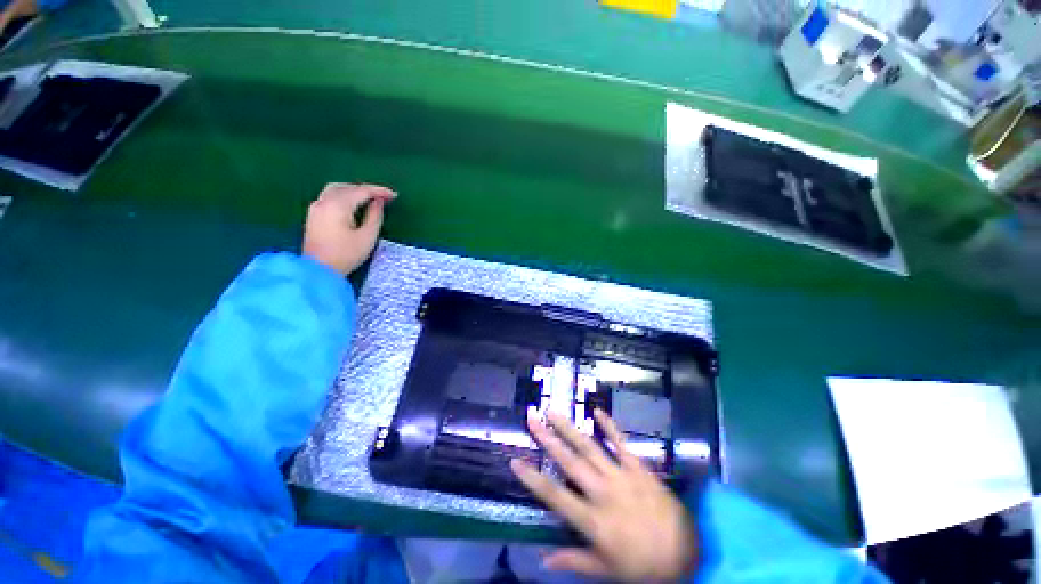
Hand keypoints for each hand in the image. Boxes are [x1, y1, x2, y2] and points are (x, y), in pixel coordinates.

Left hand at [303, 183, 395, 274]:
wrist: (318, 271)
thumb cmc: (346, 255)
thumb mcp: (367, 237)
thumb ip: (374, 216)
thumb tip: (378, 202)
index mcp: (338, 205)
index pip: (361, 191)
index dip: (379, 191)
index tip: (394, 195)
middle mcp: (324, 201)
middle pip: (347, 187)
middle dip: (366, 190)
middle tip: (383, 197)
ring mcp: (316, 207)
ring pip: (336, 189)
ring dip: (354, 191)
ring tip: (369, 199)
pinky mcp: (313, 215)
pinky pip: (329, 197)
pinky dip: (344, 196)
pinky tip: (353, 205)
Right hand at [511, 409, 697, 582]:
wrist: (686, 552)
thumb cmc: (642, 565)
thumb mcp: (606, 570)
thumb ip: (574, 562)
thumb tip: (543, 559)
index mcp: (593, 520)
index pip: (555, 496)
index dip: (533, 479)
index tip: (515, 461)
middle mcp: (603, 492)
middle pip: (569, 462)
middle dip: (548, 439)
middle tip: (532, 419)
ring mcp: (621, 475)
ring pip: (590, 447)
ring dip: (570, 428)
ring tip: (554, 412)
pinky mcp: (638, 467)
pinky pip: (621, 442)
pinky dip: (609, 426)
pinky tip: (597, 411)